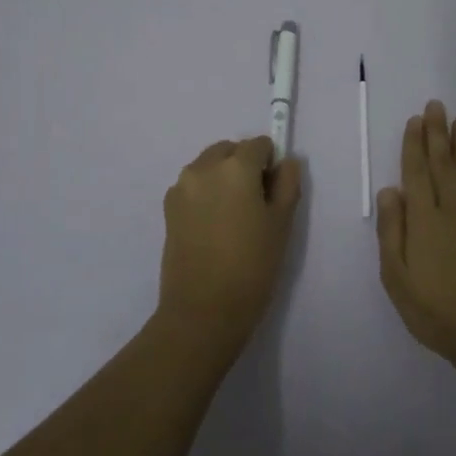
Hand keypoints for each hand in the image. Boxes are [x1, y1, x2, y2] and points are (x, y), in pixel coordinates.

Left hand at [158, 135, 302, 343]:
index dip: (271, 164)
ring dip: (222, 177)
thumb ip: (287, 184)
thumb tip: (286, 162)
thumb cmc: (252, 266)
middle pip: (229, 150)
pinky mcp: (168, 208)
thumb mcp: (282, 224)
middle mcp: (203, 168)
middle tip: (255, 204)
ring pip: (208, 166)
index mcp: (235, 167)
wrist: (203, 310)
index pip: (259, 145)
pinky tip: (213, 227)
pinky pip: (193, 186)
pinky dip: (205, 193)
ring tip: (232, 217)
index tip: (274, 192)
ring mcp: (181, 187)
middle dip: (244, 165)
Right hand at [376, 100, 455, 366]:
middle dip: (438, 134)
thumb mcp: (396, 277)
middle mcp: (454, 210)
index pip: (417, 172)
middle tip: (437, 106)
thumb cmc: (435, 310)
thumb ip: (392, 231)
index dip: (415, 144)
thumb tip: (390, 191)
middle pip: (444, 164)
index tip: (416, 120)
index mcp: (425, 219)